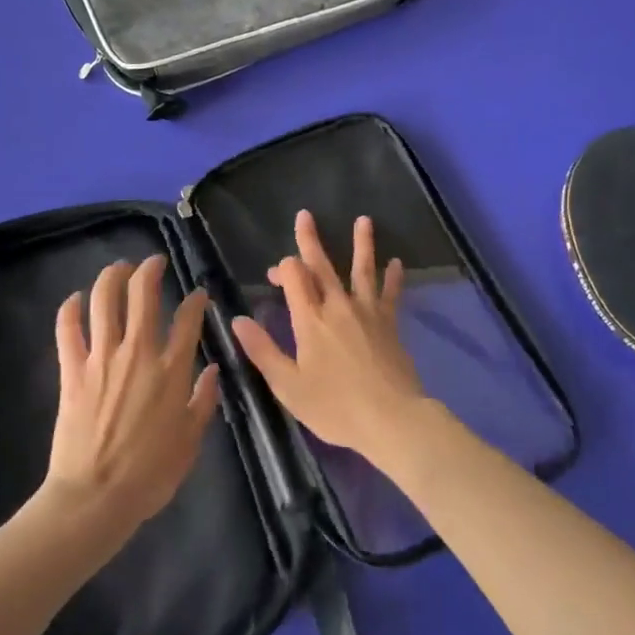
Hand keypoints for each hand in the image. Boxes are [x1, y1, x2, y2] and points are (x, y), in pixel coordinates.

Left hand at [46, 255, 221, 530]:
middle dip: (150, 270)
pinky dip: (69, 309)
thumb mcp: (190, 442)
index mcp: (172, 370)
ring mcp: (102, 358)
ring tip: (120, 268)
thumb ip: (203, 401)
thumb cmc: (149, 475)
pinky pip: (68, 330)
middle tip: (154, 263)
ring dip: (112, 276)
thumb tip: (213, 371)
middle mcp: (138, 353)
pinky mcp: (73, 371)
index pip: (188, 318)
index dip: (195, 300)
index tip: (198, 294)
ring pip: (104, 301)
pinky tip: (74, 299)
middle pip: (143, 294)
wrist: (95, 498)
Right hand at [231, 210, 426, 459]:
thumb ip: (263, 351)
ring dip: (362, 244)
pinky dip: (393, 278)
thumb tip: (237, 319)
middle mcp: (338, 306)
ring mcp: (367, 312)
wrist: (391, 419)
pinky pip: (390, 294)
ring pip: (362, 270)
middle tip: (305, 215)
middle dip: (310, 240)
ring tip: (364, 220)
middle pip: (322, 266)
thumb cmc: (335, 407)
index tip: (275, 275)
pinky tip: (397, 263)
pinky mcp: (389, 323)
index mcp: (310, 320)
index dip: (283, 268)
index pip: (294, 278)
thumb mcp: (288, 386)